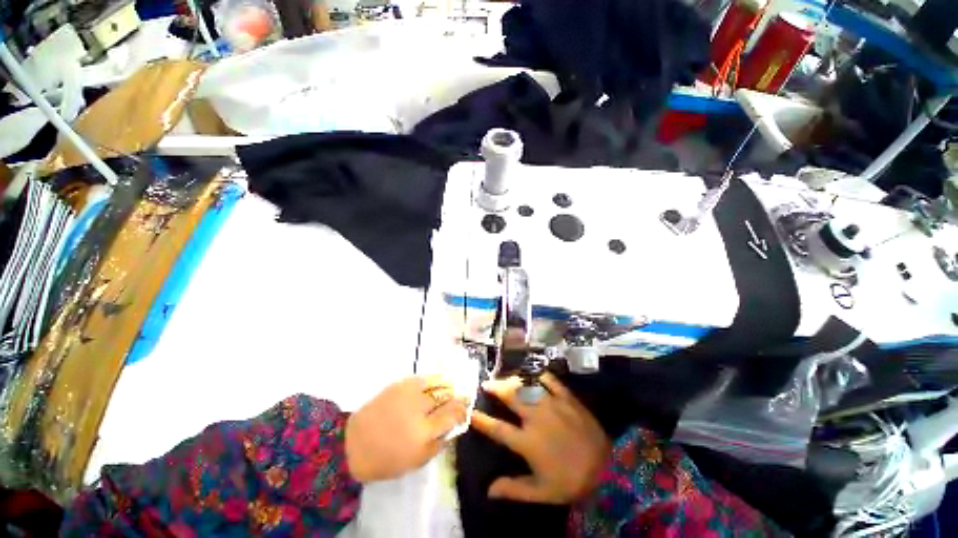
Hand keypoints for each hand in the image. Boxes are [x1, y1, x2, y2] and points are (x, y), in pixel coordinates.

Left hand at [346, 375, 467, 482]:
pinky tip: (439, 380)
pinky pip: (423, 377)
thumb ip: (439, 444)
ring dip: (448, 385)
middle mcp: (419, 409)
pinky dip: (435, 378)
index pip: (452, 415)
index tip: (467, 409)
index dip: (462, 410)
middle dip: (458, 397)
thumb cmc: (385, 459)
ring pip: (437, 384)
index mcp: (424, 432)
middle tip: (463, 397)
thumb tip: (454, 428)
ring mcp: (409, 394)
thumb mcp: (416, 462)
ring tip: (453, 387)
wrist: (352, 445)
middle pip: (447, 397)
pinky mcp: (399, 385)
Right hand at [471, 373, 610, 503]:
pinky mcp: (567, 397)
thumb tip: (488, 490)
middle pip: (511, 397)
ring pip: (527, 385)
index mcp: (527, 442)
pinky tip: (532, 373)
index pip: (497, 428)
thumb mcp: (541, 492)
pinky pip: (550, 380)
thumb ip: (514, 489)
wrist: (608, 468)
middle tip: (487, 383)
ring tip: (505, 378)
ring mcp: (552, 404)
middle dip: (496, 388)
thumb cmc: (571, 481)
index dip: (481, 419)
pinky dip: (539, 375)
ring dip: (513, 380)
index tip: (470, 411)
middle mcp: (536, 418)